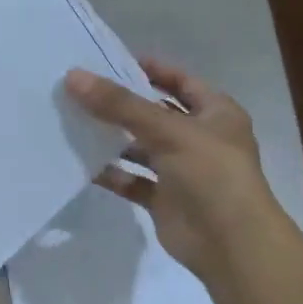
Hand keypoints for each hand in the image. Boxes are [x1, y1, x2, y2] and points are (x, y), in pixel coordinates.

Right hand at [65, 57, 285, 279]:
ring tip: (76, 126)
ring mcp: (182, 172)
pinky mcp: (165, 200)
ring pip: (142, 149)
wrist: (229, 242)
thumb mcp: (168, 130)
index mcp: (216, 113)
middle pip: (156, 115)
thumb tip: (74, 77)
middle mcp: (200, 139)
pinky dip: (113, 175)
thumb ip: (120, 106)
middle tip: (82, 93)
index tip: (113, 61)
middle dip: (123, 106)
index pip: (181, 82)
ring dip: (114, 140)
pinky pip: (134, 182)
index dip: (152, 70)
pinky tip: (85, 166)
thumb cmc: (211, 174)